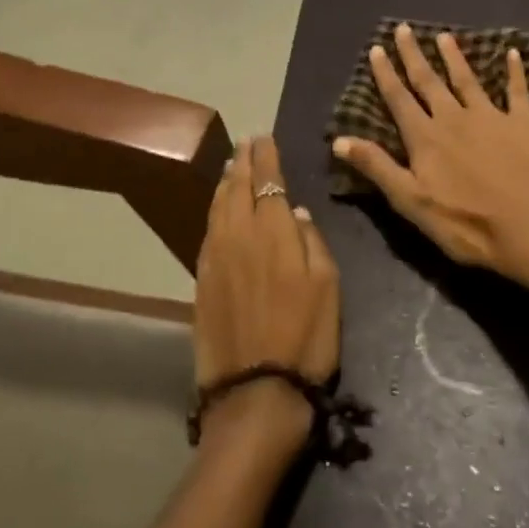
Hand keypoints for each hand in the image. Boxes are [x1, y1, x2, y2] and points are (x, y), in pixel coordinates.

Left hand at [193, 135, 341, 459]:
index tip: (264, 137)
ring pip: (217, 206)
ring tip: (232, 166)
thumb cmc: (304, 337)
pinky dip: (214, 210)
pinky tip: (218, 209)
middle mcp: (238, 234)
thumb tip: (294, 212)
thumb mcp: (327, 286)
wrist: (255, 390)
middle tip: (246, 143)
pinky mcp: (201, 279)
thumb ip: (311, 241)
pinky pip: (207, 230)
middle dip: (243, 161)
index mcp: (273, 230)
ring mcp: (214, 256)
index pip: (267, 180)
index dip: (265, 156)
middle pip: (237, 187)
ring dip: (225, 182)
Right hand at [332, 24, 528, 293]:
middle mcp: (455, 118)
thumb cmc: (468, 225)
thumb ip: (377, 168)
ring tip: (444, 36)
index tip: (377, 49)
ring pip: (467, 80)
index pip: (399, 99)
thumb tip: (338, 139)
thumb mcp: (412, 203)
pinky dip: (515, 71)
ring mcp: (492, 117)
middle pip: (429, 81)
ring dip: (454, 57)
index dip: (386, 74)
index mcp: (426, 138)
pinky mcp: (525, 124)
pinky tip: (513, 53)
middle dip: (414, 55)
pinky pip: (518, 91)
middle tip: (403, 29)